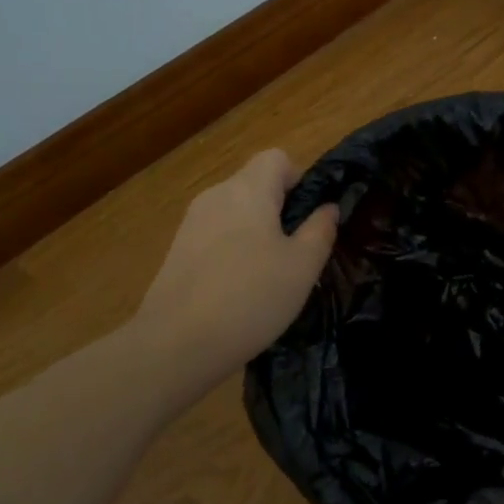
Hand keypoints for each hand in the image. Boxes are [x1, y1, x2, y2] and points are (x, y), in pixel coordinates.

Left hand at [133, 149, 337, 397]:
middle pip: (254, 185)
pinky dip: (231, 252)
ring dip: (256, 233)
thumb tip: (327, 208)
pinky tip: (238, 292)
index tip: (309, 218)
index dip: (299, 180)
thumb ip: (320, 230)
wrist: (176, 344)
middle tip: (297, 253)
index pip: (276, 158)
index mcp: (248, 190)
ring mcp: (191, 224)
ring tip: (269, 277)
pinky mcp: (176, 251)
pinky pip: (215, 237)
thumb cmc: (251, 298)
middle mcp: (215, 195)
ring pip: (235, 213)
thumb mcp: (303, 267)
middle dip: (279, 210)